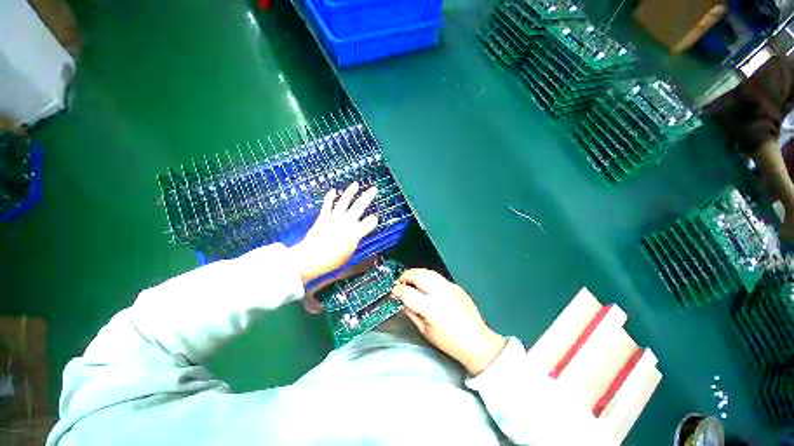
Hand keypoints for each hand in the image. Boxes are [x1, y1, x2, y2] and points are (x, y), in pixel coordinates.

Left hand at [291, 182, 378, 284]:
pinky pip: (327, 204)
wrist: (311, 257)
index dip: (373, 220)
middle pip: (360, 206)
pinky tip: (333, 190)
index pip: (369, 222)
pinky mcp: (324, 217)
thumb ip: (355, 241)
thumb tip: (357, 234)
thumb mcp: (349, 253)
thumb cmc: (332, 259)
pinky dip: (330, 197)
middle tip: (374, 189)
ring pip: (344, 201)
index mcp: (356, 232)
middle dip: (368, 197)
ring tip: (355, 184)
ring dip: (350, 192)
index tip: (374, 218)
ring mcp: (335, 218)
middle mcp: (347, 222)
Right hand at [391, 269, 506, 375]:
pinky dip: (427, 277)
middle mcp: (440, 292)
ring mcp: (449, 286)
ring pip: (427, 271)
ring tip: (411, 280)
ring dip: (416, 273)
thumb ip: (411, 313)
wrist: (477, 341)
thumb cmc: (449, 342)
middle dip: (405, 276)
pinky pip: (437, 276)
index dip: (397, 290)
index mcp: (431, 307)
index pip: (407, 292)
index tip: (393, 292)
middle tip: (400, 283)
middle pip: (417, 275)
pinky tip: (425, 284)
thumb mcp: (425, 331)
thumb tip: (401, 301)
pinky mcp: (455, 285)